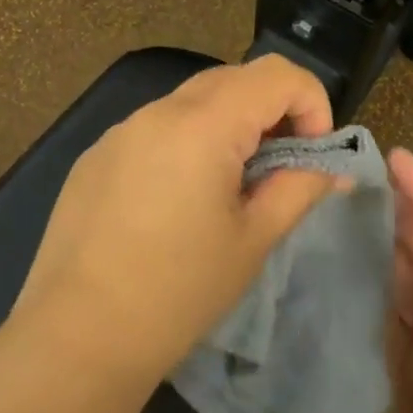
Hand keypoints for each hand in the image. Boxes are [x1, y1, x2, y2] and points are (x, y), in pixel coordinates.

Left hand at [11, 55, 345, 392]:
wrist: (76, 338)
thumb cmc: (178, 291)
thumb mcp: (252, 240)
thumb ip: (299, 189)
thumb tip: (336, 169)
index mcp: (203, 123)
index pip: (277, 74)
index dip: (311, 103)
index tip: (312, 154)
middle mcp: (159, 110)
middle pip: (235, 78)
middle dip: (272, 111)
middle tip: (280, 168)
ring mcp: (121, 130)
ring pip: (193, 101)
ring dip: (229, 125)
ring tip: (230, 187)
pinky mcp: (96, 155)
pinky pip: (156, 128)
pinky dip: (187, 142)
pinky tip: (177, 201)